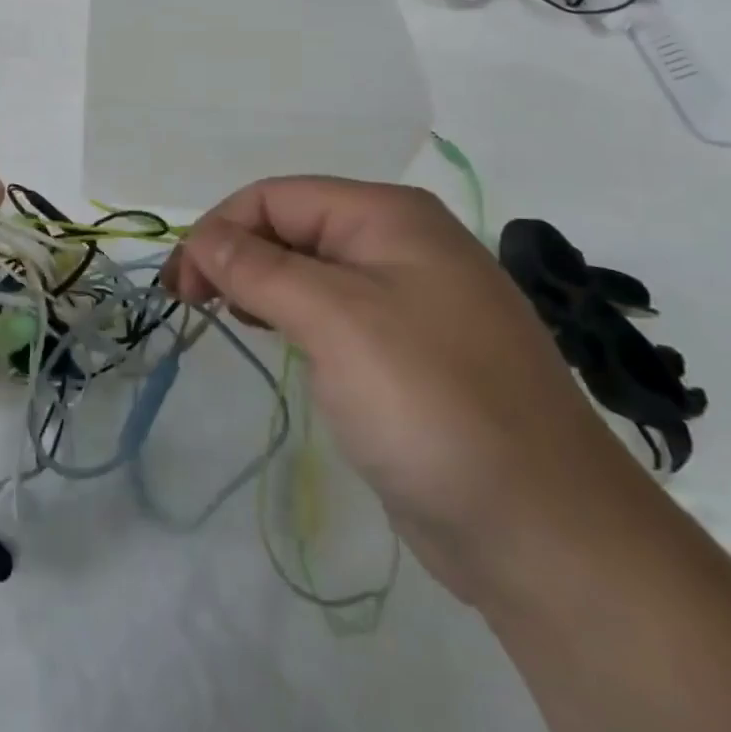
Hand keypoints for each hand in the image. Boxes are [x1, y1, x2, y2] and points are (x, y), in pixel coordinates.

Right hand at [164, 178, 660, 605]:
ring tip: (228, 317)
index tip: (182, 286)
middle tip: (192, 304)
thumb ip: (258, 268)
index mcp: (388, 217)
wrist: (547, 534)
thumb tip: (200, 237)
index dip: (220, 231)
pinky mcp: (408, 350)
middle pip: (291, 227)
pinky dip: (292, 317)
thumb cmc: (432, 403)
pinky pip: (333, 312)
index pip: (277, 197)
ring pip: (308, 270)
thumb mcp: (334, 319)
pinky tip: (278, 340)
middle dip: (235, 256)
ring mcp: (409, 299)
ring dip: (259, 285)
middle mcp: (400, 244)